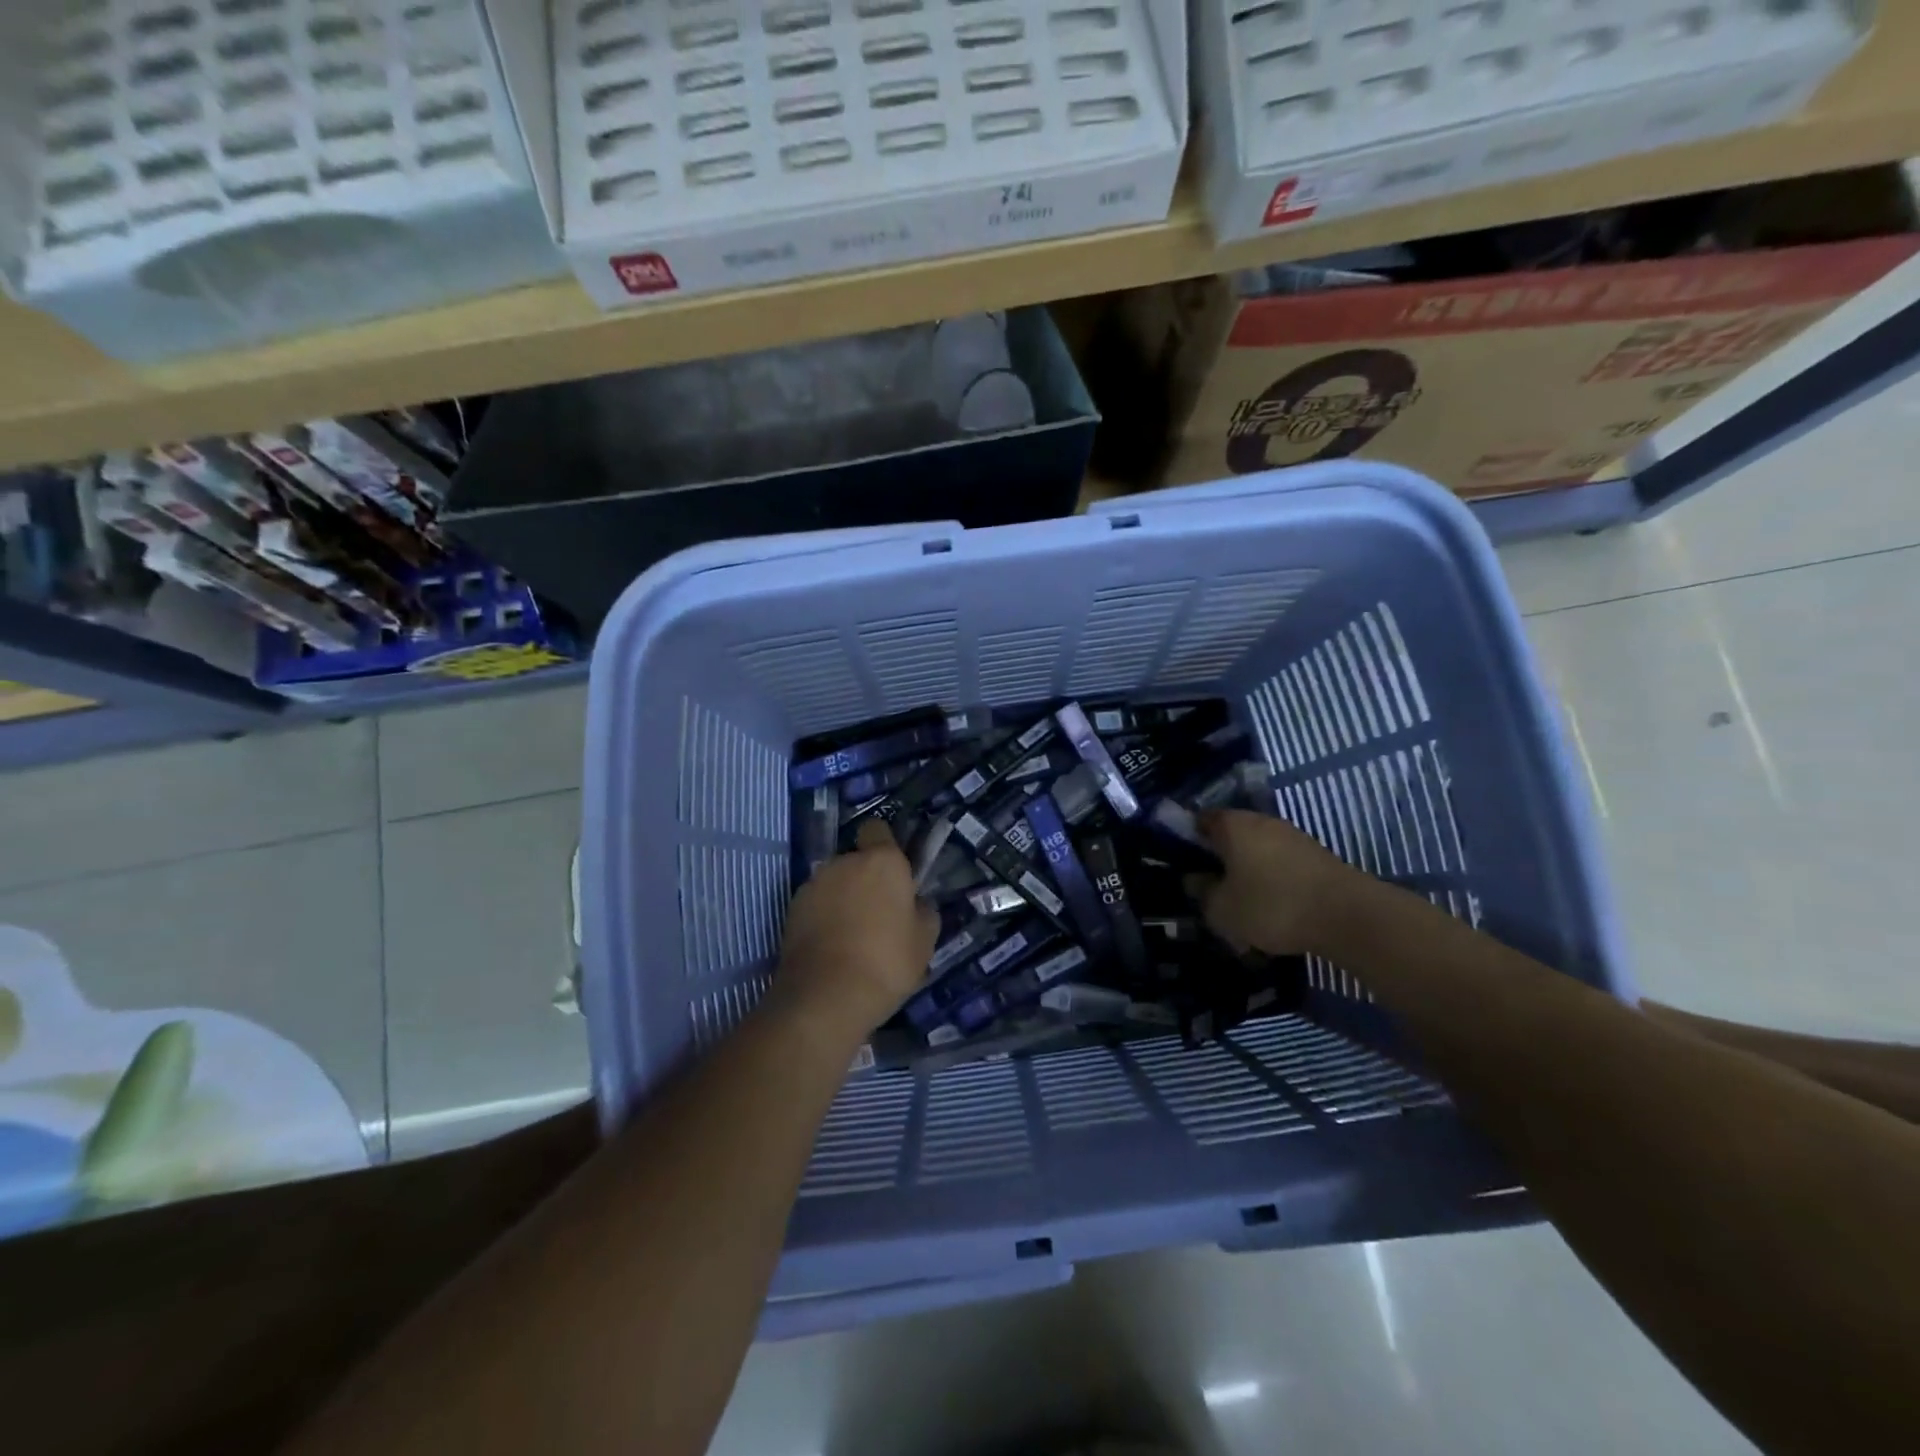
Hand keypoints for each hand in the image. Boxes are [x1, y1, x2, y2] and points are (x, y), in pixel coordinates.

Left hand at [774, 821, 938, 1039]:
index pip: (877, 829)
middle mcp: (844, 862)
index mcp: (882, 861)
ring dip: (843, 898)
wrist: (826, 997)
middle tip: (878, 914)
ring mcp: (814, 884)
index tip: (893, 874)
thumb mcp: (924, 941)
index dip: (884, 846)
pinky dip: (823, 917)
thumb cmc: (886, 962)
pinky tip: (832, 947)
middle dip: (865, 879)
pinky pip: (816, 904)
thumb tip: (917, 903)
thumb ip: (923, 912)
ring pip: (834, 882)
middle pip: (856, 859)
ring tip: (852, 936)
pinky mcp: (792, 909)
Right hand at [1192, 808, 1373, 956]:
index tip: (1181, 862)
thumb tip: (1194, 880)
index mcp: (1233, 825)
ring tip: (1240, 902)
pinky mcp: (1316, 856)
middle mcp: (1262, 822)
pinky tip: (1270, 906)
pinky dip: (1271, 880)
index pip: (1200, 820)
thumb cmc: (1272, 905)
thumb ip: (1201, 893)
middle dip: (1219, 857)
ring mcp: (1292, 837)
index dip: (1187, 838)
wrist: (1348, 916)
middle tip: (1209, 886)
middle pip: (1231, 834)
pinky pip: (1280, 864)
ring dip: (1247, 870)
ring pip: (1257, 850)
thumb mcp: (1222, 909)